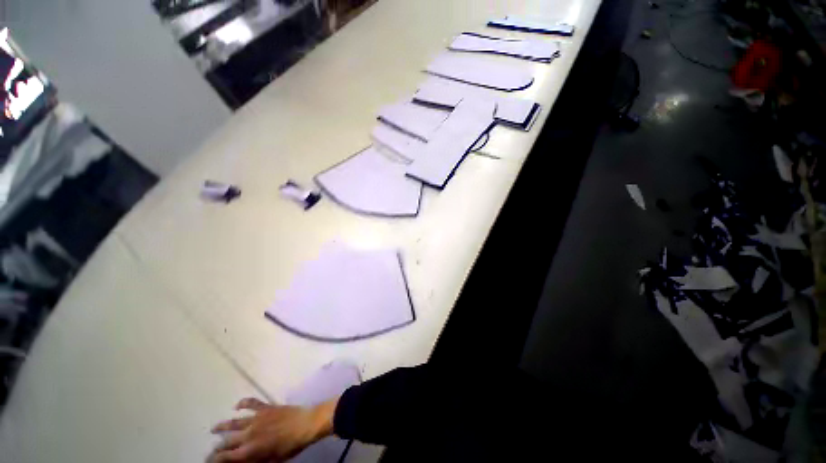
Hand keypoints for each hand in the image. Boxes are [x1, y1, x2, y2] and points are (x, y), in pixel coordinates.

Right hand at [208, 396, 337, 462]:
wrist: (306, 424)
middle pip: (227, 441)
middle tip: (211, 451)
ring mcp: (256, 419)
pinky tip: (236, 406)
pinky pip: (251, 402)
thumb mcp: (271, 462)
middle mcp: (248, 434)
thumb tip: (242, 462)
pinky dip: (243, 402)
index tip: (209, 462)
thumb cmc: (290, 447)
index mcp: (249, 451)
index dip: (215, 460)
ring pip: (234, 422)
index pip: (225, 457)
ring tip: (213, 429)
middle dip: (217, 447)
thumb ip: (254, 462)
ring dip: (222, 426)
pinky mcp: (265, 407)